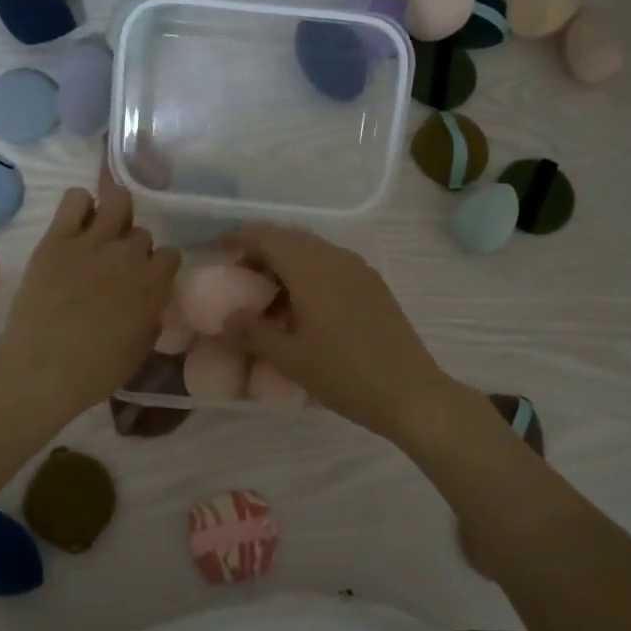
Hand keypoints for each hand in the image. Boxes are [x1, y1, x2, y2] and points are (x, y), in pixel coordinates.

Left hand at [0, 166, 181, 414]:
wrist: (42, 370)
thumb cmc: (96, 371)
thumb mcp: (139, 349)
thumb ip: (150, 316)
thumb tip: (149, 303)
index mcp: (153, 284)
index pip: (171, 254)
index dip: (159, 267)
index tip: (148, 279)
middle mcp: (129, 255)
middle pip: (142, 233)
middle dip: (133, 248)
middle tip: (116, 266)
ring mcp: (93, 242)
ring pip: (118, 200)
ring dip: (115, 214)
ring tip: (102, 233)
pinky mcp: (57, 238)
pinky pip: (76, 198)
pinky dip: (80, 205)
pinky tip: (76, 225)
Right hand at [222, 223, 456, 441]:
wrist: (411, 394)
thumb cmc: (344, 375)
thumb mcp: (289, 358)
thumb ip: (253, 332)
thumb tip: (228, 317)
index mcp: (311, 268)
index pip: (267, 236)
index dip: (240, 238)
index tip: (219, 251)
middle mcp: (335, 258)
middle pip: (290, 239)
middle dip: (262, 251)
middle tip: (240, 278)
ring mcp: (359, 270)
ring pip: (313, 251)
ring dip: (286, 264)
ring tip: (268, 299)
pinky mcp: (373, 286)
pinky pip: (332, 265)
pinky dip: (309, 274)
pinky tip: (302, 309)